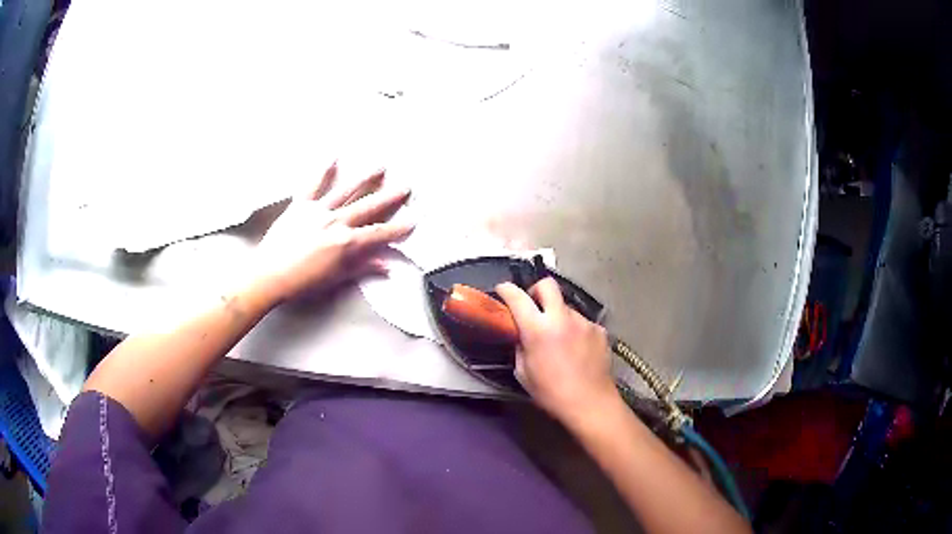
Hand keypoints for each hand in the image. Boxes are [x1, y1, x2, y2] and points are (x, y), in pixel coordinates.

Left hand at [252, 163, 412, 303]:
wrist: (269, 275)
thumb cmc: (302, 282)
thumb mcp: (336, 278)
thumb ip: (362, 268)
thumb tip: (386, 267)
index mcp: (346, 242)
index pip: (379, 233)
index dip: (398, 228)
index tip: (413, 221)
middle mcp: (336, 221)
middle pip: (368, 206)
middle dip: (389, 197)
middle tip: (405, 186)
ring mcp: (318, 210)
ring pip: (346, 191)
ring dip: (365, 178)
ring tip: (380, 167)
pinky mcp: (300, 205)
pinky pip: (313, 185)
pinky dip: (323, 171)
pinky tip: (334, 157)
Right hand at [497, 279, 616, 426]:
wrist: (590, 403)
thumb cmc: (551, 393)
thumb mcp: (523, 373)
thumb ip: (521, 347)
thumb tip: (522, 335)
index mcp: (537, 329)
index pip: (518, 297)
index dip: (507, 290)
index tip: (503, 290)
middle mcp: (561, 318)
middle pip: (547, 285)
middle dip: (537, 291)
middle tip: (534, 306)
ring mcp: (583, 322)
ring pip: (566, 307)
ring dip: (558, 317)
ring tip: (560, 339)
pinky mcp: (599, 329)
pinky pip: (582, 323)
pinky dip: (575, 330)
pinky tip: (577, 349)